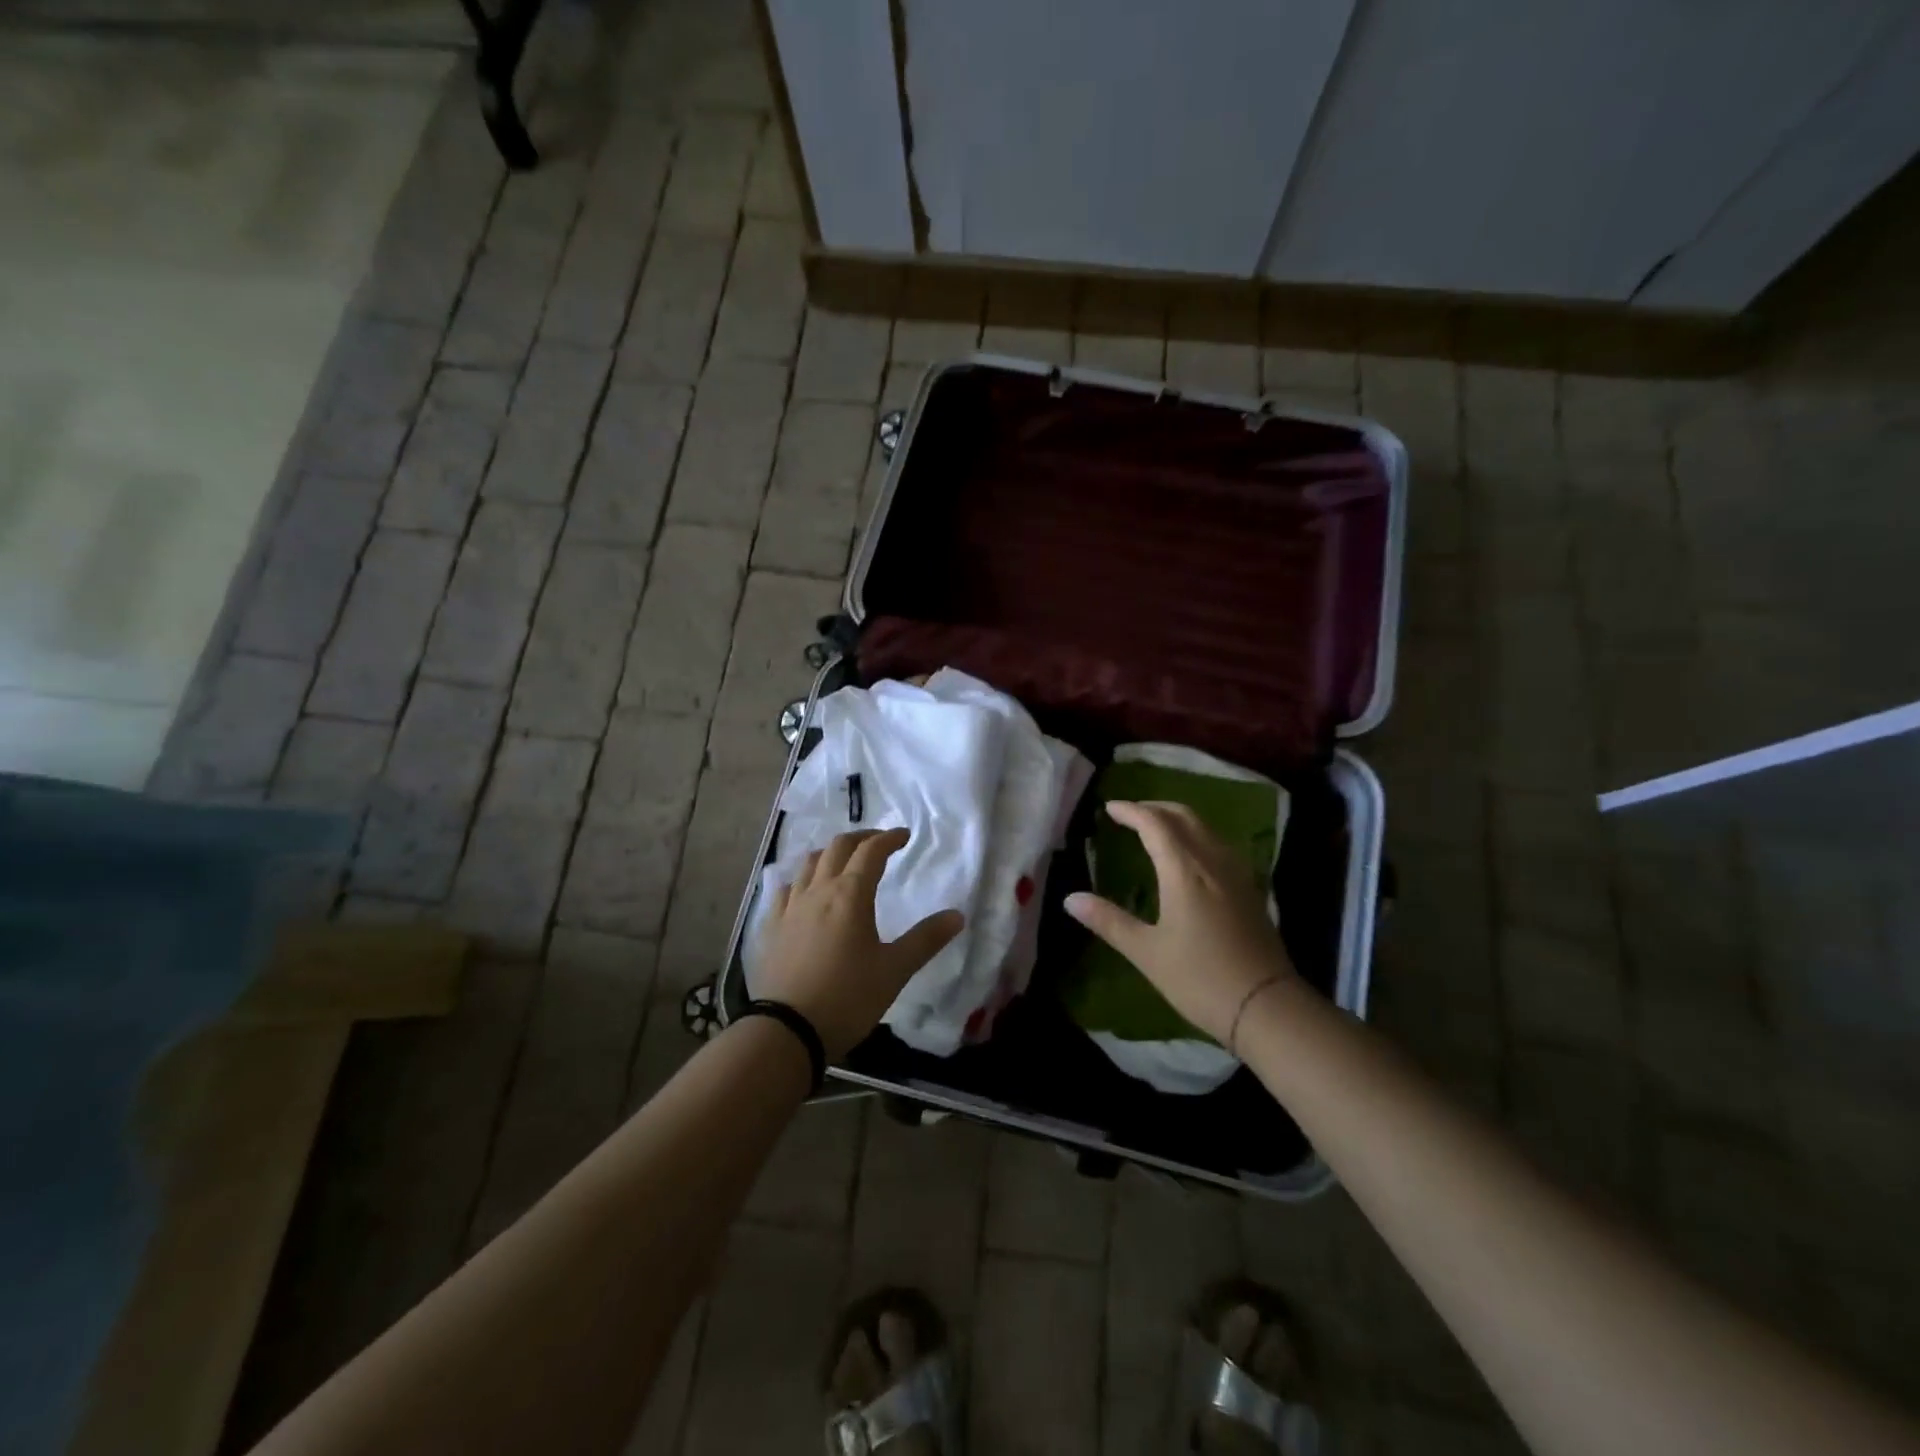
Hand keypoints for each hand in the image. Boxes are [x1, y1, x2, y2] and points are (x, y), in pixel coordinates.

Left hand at [754, 828, 964, 1059]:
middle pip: (838, 847)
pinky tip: (805, 892)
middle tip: (878, 842)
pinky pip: (786, 888)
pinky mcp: (771, 926)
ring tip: (844, 862)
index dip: (889, 838)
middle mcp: (818, 890)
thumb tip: (957, 915)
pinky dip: (802, 879)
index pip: (871, 852)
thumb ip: (926, 939)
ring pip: (808, 863)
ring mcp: (790, 907)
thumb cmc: (847, 997)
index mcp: (850, 895)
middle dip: (861, 838)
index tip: (904, 836)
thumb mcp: (895, 970)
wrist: (786, 1031)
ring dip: (830, 853)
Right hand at [1064, 800, 1295, 1047]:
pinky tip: (1189, 857)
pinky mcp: (1250, 890)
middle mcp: (1213, 861)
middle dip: (1155, 808)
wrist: (1267, 1007)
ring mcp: (1236, 874)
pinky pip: (1219, 845)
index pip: (1155, 824)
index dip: (1131, 811)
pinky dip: (1197, 836)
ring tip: (1155, 829)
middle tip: (1130, 813)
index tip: (1109, 808)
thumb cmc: (1200, 978)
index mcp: (1185, 870)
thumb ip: (1108, 921)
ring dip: (1178, 819)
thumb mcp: (1146, 952)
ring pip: (1205, 828)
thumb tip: (1070, 899)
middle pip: (1184, 817)